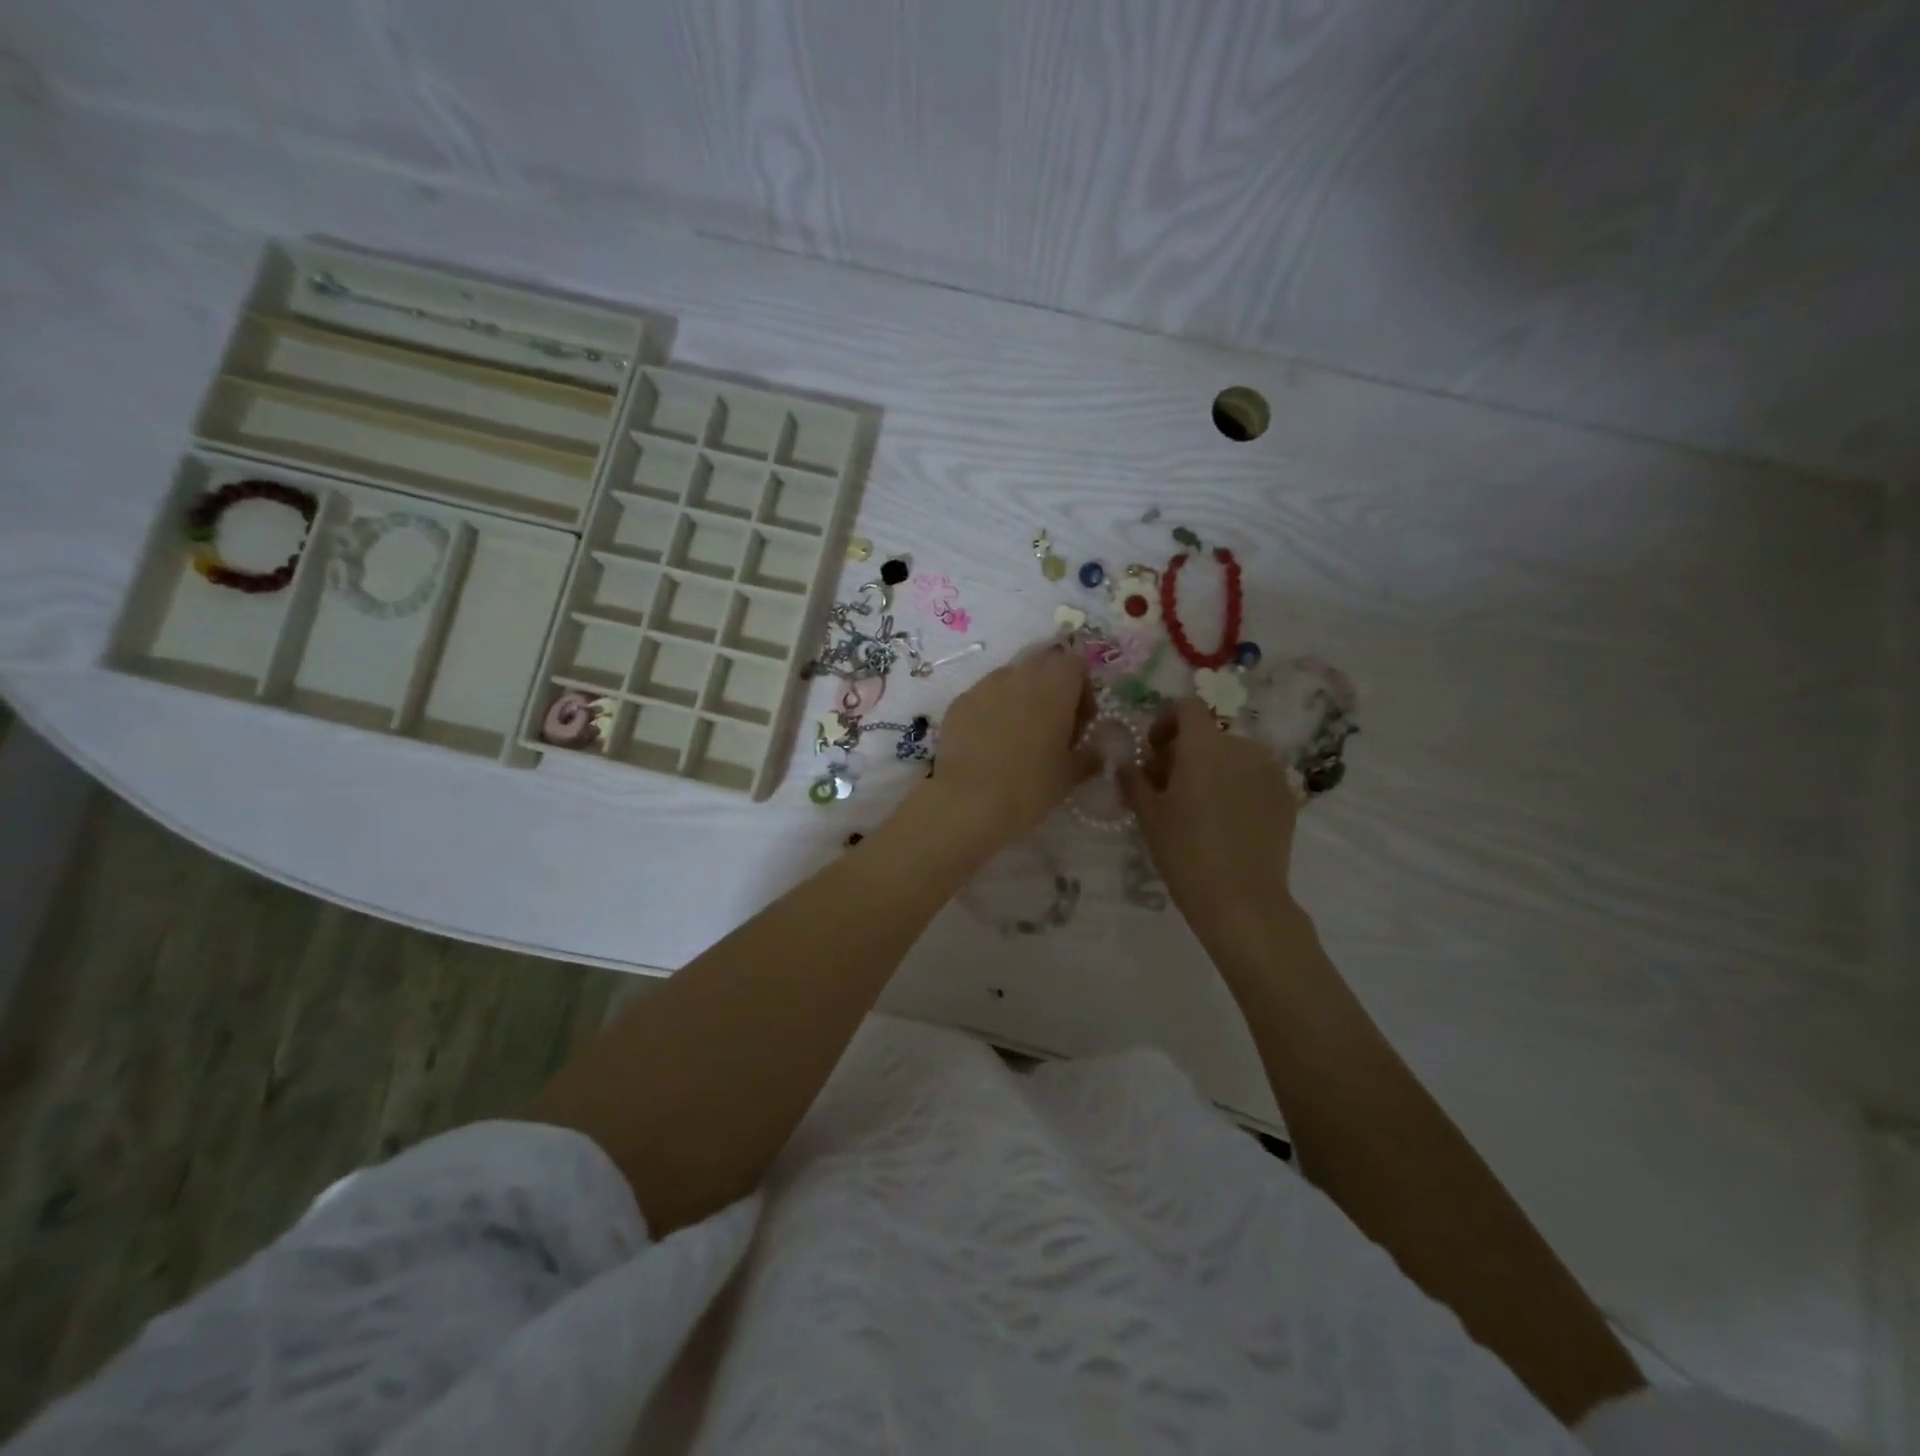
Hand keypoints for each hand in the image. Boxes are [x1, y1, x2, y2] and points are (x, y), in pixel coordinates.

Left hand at [919, 642, 1096, 847]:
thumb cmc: (1030, 786)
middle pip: (1043, 667)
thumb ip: (1089, 755)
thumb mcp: (1070, 775)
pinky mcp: (959, 702)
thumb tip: (1097, 751)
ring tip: (1018, 738)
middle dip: (1052, 691)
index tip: (1080, 723)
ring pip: (1011, 680)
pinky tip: (990, 745)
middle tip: (1053, 729)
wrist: (968, 801)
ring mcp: (984, 685)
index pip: (1077, 664)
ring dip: (1021, 700)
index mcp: (1055, 683)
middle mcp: (1020, 673)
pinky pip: (984, 697)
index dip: (1082, 691)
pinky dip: (992, 712)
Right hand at [1121, 698, 1299, 932]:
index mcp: (1204, 745)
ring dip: (1212, 769)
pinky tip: (1226, 821)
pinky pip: (1254, 777)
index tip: (1153, 752)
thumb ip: (1134, 780)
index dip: (1165, 722)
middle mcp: (1241, 747)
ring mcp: (1269, 770)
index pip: (1186, 707)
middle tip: (1168, 787)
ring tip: (1198, 806)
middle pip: (1208, 734)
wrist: (1242, 900)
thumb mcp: (1148, 815)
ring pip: (1233, 755)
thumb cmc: (1185, 852)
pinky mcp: (1286, 795)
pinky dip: (1237, 786)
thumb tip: (1127, 764)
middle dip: (1185, 752)